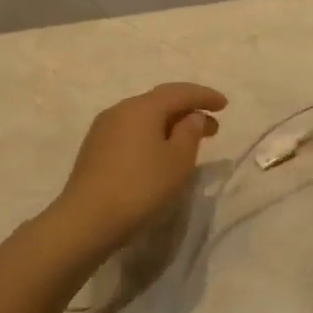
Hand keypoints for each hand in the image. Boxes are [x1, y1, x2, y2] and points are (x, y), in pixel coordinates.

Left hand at [52, 83, 226, 254]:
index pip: (179, 92)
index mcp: (142, 107)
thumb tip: (191, 116)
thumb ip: (190, 133)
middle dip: (188, 111)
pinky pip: (131, 132)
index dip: (204, 96)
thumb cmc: (141, 187)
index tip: (225, 104)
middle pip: (160, 102)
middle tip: (212, 127)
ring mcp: (103, 129)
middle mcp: (120, 110)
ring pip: (144, 117)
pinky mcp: (94, 148)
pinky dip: (151, 135)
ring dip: (169, 125)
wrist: (87, 219)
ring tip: (188, 142)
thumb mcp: (177, 161)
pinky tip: (159, 153)